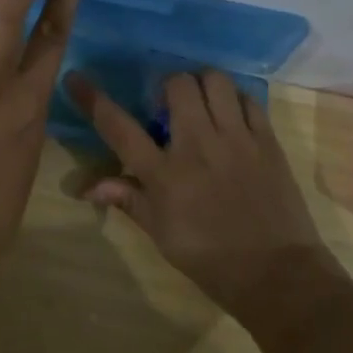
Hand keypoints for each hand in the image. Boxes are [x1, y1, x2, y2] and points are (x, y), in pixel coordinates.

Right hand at [65, 69, 337, 311]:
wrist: (276, 274)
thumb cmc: (209, 258)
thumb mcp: (161, 234)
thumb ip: (128, 199)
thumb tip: (88, 187)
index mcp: (164, 174)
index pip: (119, 127)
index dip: (93, 99)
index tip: (75, 78)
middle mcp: (197, 146)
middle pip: (177, 85)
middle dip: (167, 87)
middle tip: (169, 106)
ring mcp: (236, 139)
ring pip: (215, 81)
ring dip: (202, 85)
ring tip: (202, 104)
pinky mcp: (267, 140)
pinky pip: (248, 99)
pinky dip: (234, 99)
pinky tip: (231, 117)